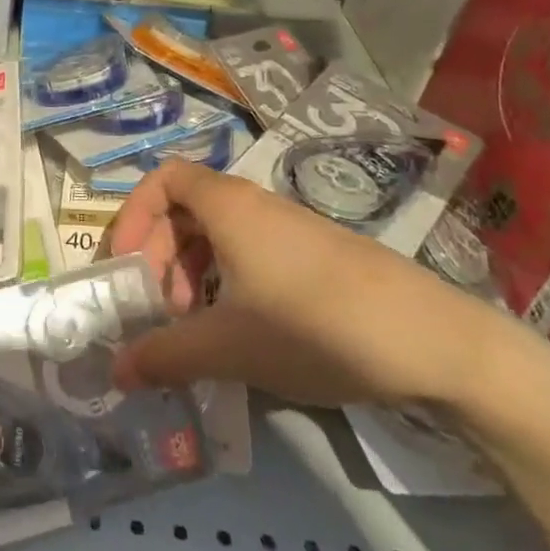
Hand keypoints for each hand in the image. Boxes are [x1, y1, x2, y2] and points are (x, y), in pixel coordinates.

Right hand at [107, 159, 509, 410]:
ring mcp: (290, 228)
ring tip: (195, 324)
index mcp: (227, 206)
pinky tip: (241, 330)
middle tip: (158, 308)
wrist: (434, 341)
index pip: (163, 179)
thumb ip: (165, 356)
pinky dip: (229, 281)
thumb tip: (115, 371)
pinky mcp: (318, 255)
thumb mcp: (228, 346)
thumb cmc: (314, 325)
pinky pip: (252, 252)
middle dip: (160, 254)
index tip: (125, 264)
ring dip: (193, 272)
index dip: (133, 215)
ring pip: (220, 234)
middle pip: (186, 208)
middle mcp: (255, 204)